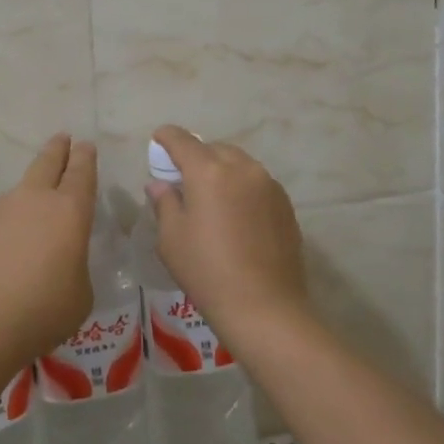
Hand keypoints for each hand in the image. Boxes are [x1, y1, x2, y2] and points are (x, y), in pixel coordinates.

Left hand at [0, 134, 97, 365]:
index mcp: (70, 210)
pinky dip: (10, 217)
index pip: (81, 173)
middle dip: (58, 149)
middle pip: (47, 163)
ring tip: (37, 194)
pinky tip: (10, 235)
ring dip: (32, 185)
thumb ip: (75, 269)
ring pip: (21, 186)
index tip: (85, 145)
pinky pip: (1, 213)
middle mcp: (35, 199)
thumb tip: (63, 264)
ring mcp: (1, 210)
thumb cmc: (42, 309)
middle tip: (63, 138)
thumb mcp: (79, 295)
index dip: (85, 157)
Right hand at [147, 126, 310, 347]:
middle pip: (213, 148)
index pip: (182, 140)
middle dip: (196, 156)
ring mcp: (268, 184)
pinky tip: (236, 214)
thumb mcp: (171, 238)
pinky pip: (257, 182)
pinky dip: (242, 187)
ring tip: (212, 197)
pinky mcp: (284, 203)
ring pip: (238, 163)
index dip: (166, 137)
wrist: (265, 307)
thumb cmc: (207, 271)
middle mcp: (241, 167)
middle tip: (184, 178)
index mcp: (208, 171)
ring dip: (222, 170)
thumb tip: (160, 184)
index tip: (158, 141)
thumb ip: (164, 202)